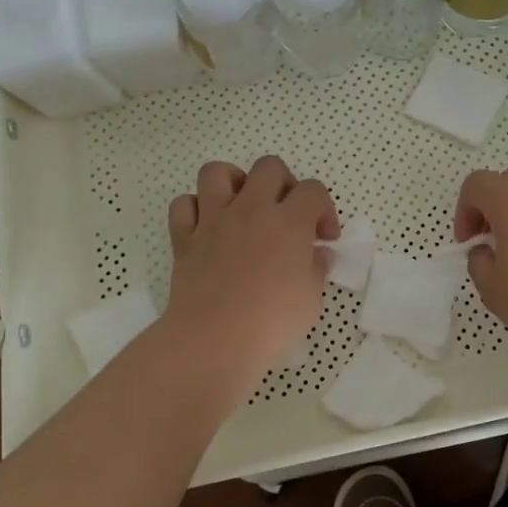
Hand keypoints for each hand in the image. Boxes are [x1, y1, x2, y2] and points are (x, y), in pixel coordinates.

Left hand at [163, 155, 338, 387]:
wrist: (214, 339)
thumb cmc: (272, 321)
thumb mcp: (311, 298)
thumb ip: (316, 268)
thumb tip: (317, 254)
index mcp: (290, 221)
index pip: (313, 190)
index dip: (324, 209)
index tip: (323, 238)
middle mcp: (252, 209)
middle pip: (269, 167)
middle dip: (284, 183)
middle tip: (286, 214)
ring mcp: (214, 220)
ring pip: (217, 172)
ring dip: (233, 181)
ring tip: (242, 205)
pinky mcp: (184, 238)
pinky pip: (183, 205)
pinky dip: (195, 209)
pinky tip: (207, 227)